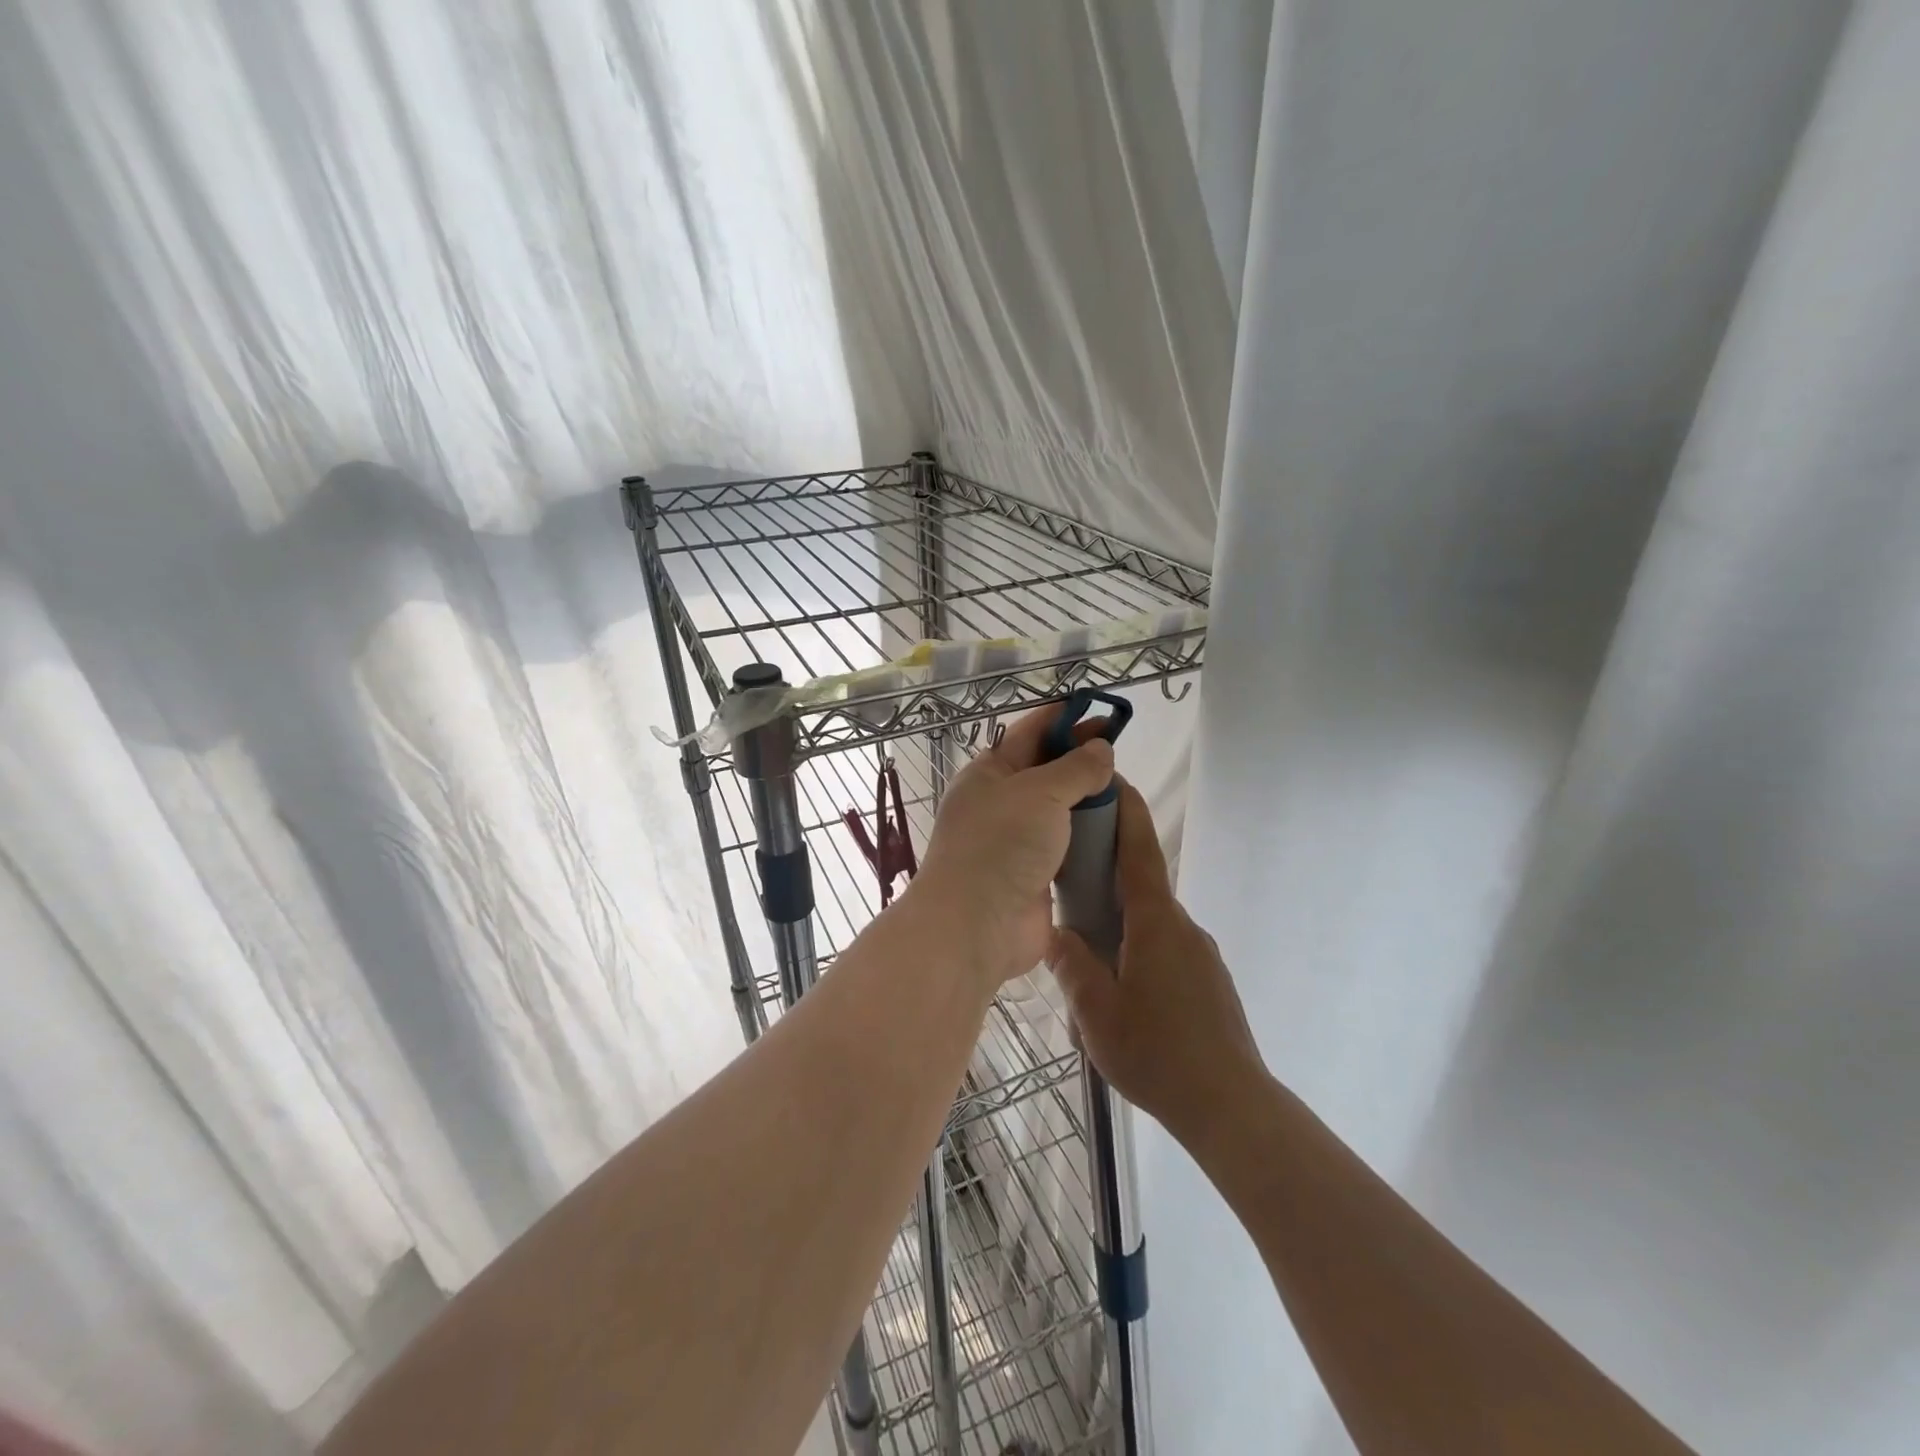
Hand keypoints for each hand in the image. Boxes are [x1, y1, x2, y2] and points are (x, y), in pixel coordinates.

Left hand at [912, 704, 1115, 988]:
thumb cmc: (1001, 844)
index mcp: (989, 773)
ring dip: (1086, 800)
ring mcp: (1016, 842)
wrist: (977, 925)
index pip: (1029, 733)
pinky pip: (1065, 847)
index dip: (1064, 719)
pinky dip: (1087, 838)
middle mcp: (999, 803)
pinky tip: (1115, 831)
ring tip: (1123, 788)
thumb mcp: (1039, 792)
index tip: (1100, 710)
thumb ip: (1075, 768)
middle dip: (1079, 757)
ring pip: (1057, 810)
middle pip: (1045, 771)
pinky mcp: (1034, 875)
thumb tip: (1100, 749)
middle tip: (1119, 749)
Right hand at [1048, 781, 1266, 1143]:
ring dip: (1119, 928)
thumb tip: (1057, 935)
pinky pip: (1165, 952)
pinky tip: (1121, 996)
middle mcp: (1182, 927)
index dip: (1127, 813)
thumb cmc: (1158, 1054)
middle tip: (1068, 884)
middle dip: (1106, 877)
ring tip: (1086, 964)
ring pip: (1149, 926)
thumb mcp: (1096, 1012)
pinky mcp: (1208, 981)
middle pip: (1141, 886)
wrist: (1232, 1107)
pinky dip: (1138, 953)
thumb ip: (1072, 966)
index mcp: (1155, 923)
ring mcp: (1200, 955)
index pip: (1140, 852)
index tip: (1114, 780)